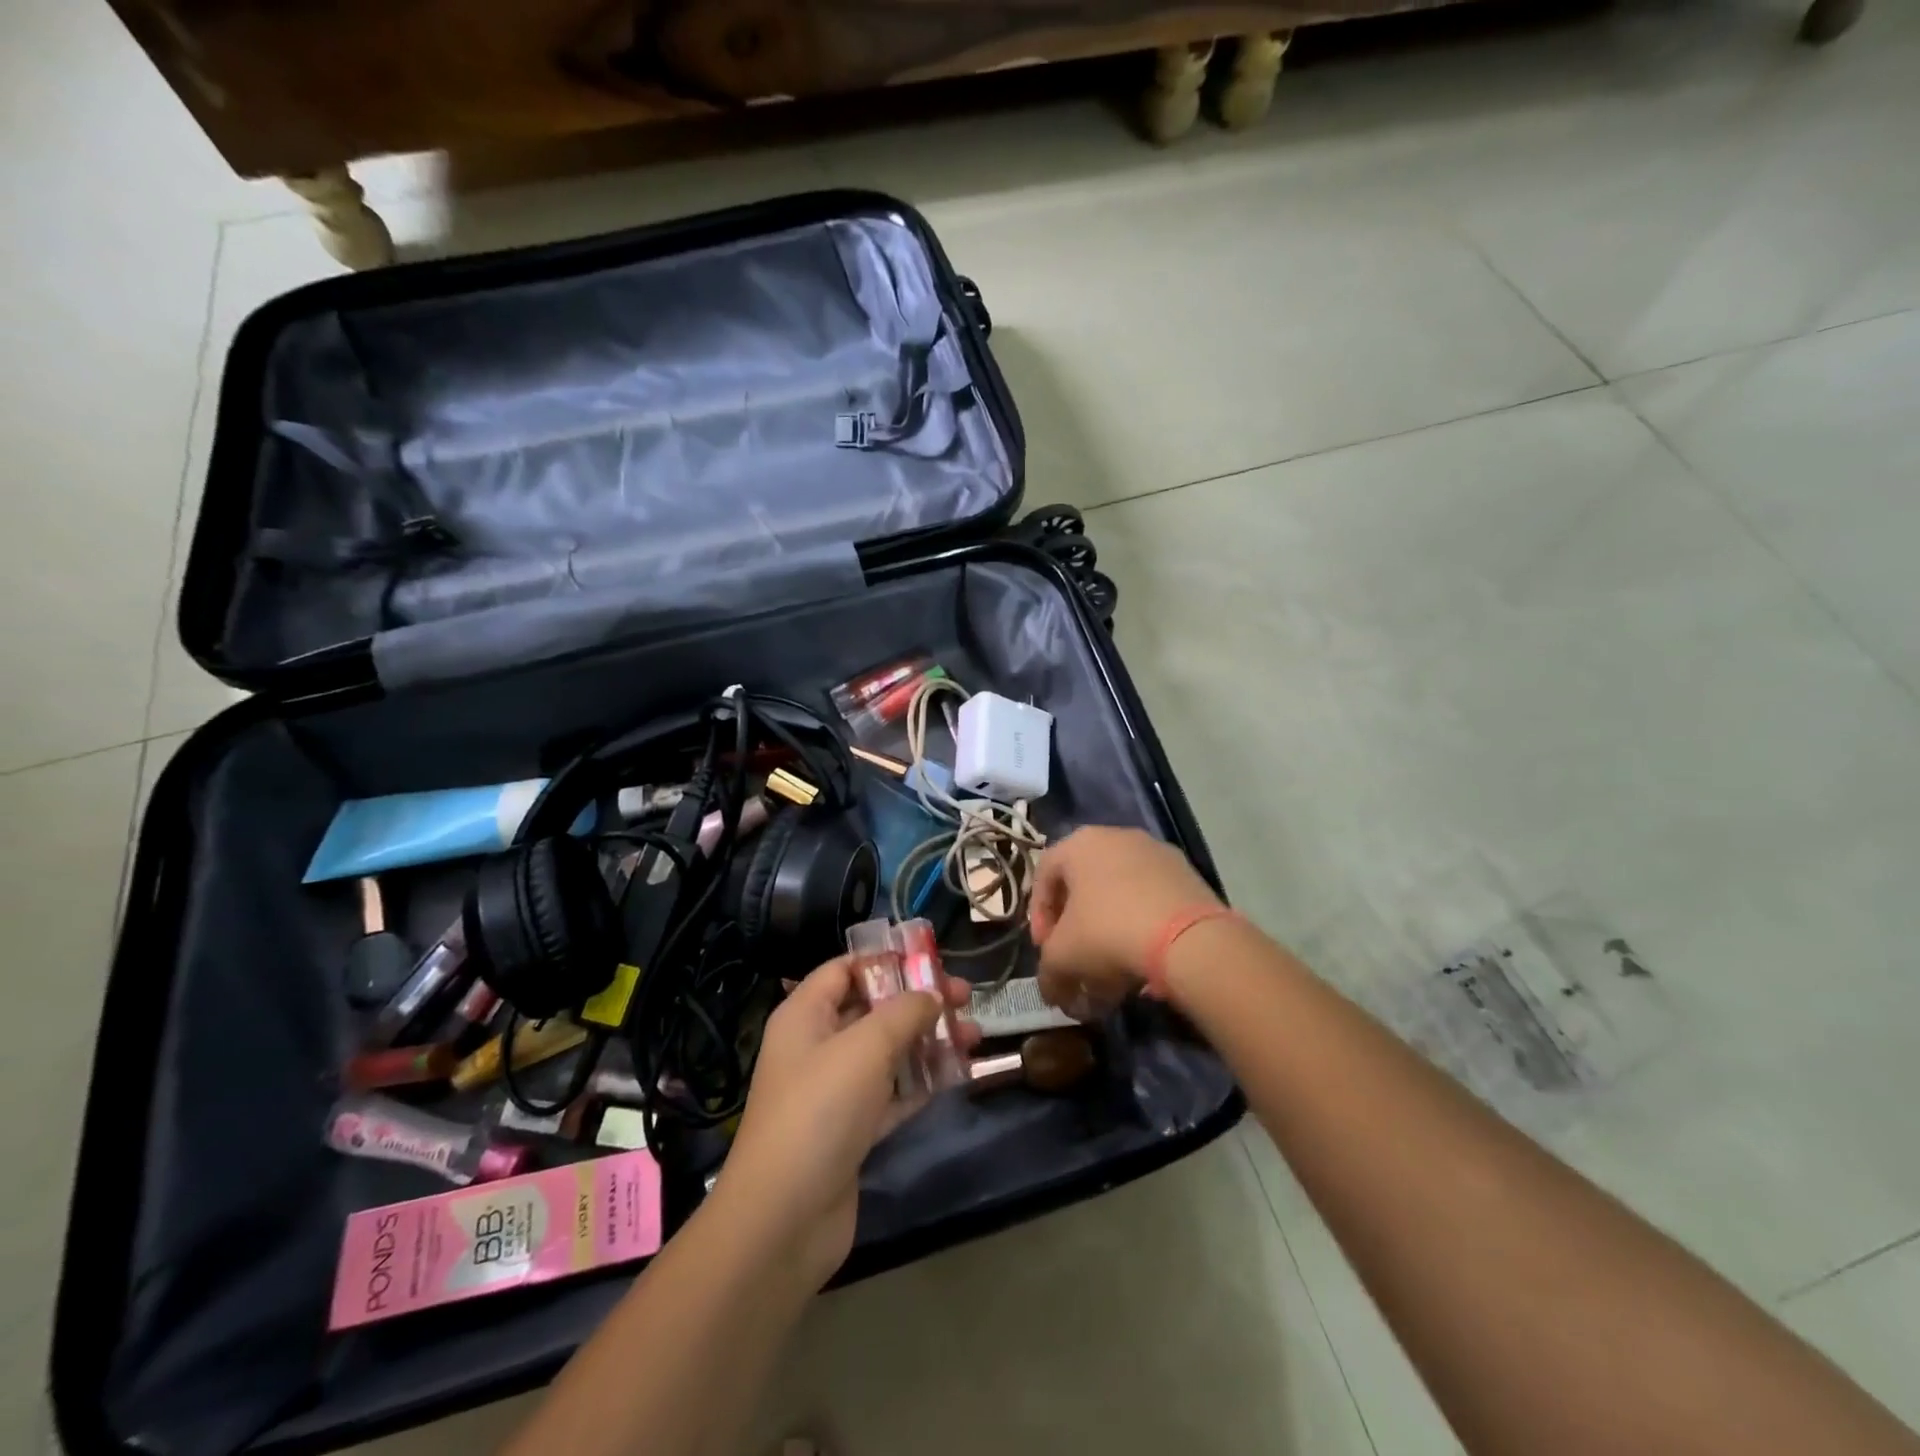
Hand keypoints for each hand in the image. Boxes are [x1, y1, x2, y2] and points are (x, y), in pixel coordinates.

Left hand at [719, 956, 977, 1289]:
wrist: (783, 1220)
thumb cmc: (820, 1111)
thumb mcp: (865, 1047)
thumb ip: (904, 1012)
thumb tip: (932, 995)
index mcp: (805, 1015)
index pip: (845, 969)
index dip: (886, 960)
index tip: (933, 959)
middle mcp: (817, 1046)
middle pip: (873, 1008)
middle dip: (919, 1001)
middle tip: (966, 997)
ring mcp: (834, 1091)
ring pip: (888, 1052)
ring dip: (928, 1041)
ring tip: (975, 1036)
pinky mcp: (851, 1130)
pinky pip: (892, 1094)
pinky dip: (922, 1082)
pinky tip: (958, 1075)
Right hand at [1030, 826, 1221, 1015]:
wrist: (1189, 939)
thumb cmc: (1108, 933)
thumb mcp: (1062, 958)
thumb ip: (1048, 972)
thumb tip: (1053, 990)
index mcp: (1080, 843)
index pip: (1044, 875)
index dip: (1039, 915)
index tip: (1045, 948)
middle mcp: (1117, 837)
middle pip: (1084, 885)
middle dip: (1076, 928)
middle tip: (1076, 960)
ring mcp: (1157, 853)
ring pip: (1120, 894)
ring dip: (1109, 931)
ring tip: (1112, 971)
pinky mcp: (1188, 875)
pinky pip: (1152, 901)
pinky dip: (1141, 928)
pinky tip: (1144, 962)